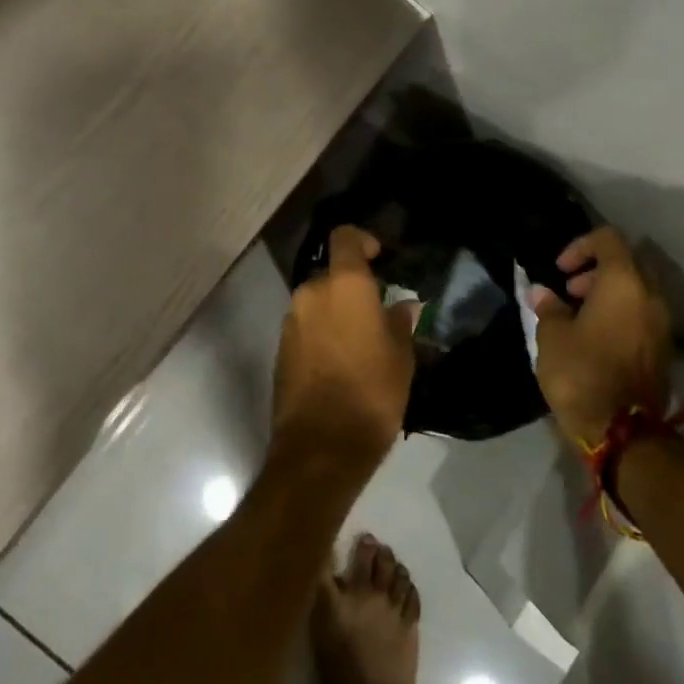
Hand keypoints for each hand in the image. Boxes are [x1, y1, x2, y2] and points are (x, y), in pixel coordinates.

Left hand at [272, 227, 414, 474]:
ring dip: (335, 312)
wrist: (321, 446)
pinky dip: (321, 333)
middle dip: (351, 287)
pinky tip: (340, 362)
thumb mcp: (401, 357)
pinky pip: (305, 327)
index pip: (345, 238)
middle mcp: (311, 293)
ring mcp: (291, 321)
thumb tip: (402, 306)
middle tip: (376, 312)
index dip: (362, 241)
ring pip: (317, 302)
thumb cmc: (371, 393)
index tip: (379, 258)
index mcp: (344, 285)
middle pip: (331, 274)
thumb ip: (399, 323)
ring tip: (360, 342)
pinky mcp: (280, 348)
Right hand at [530, 227, 671, 446]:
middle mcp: (651, 297)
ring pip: (637, 291)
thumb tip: (543, 293)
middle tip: (569, 292)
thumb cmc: (581, 372)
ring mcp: (662, 325)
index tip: (559, 270)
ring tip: (578, 317)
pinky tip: (594, 338)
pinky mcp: (663, 350)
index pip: (608, 240)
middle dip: (596, 271)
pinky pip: (642, 316)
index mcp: (624, 283)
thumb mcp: (552, 336)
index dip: (580, 246)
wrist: (622, 431)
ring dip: (608, 294)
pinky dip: (620, 315)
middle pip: (627, 264)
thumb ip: (549, 308)